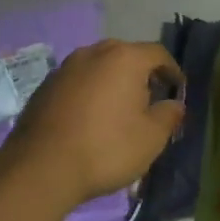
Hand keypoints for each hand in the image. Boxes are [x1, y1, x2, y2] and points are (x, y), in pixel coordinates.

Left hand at [5, 40, 185, 206]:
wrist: (41, 168)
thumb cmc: (106, 148)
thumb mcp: (152, 138)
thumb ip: (169, 115)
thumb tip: (174, 104)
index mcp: (125, 58)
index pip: (158, 54)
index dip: (173, 71)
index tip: (178, 91)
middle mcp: (94, 53)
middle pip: (127, 56)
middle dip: (142, 75)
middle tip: (151, 100)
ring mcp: (65, 67)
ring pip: (100, 67)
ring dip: (114, 83)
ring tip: (120, 110)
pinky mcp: (45, 86)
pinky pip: (78, 82)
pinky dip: (90, 93)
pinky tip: (91, 118)